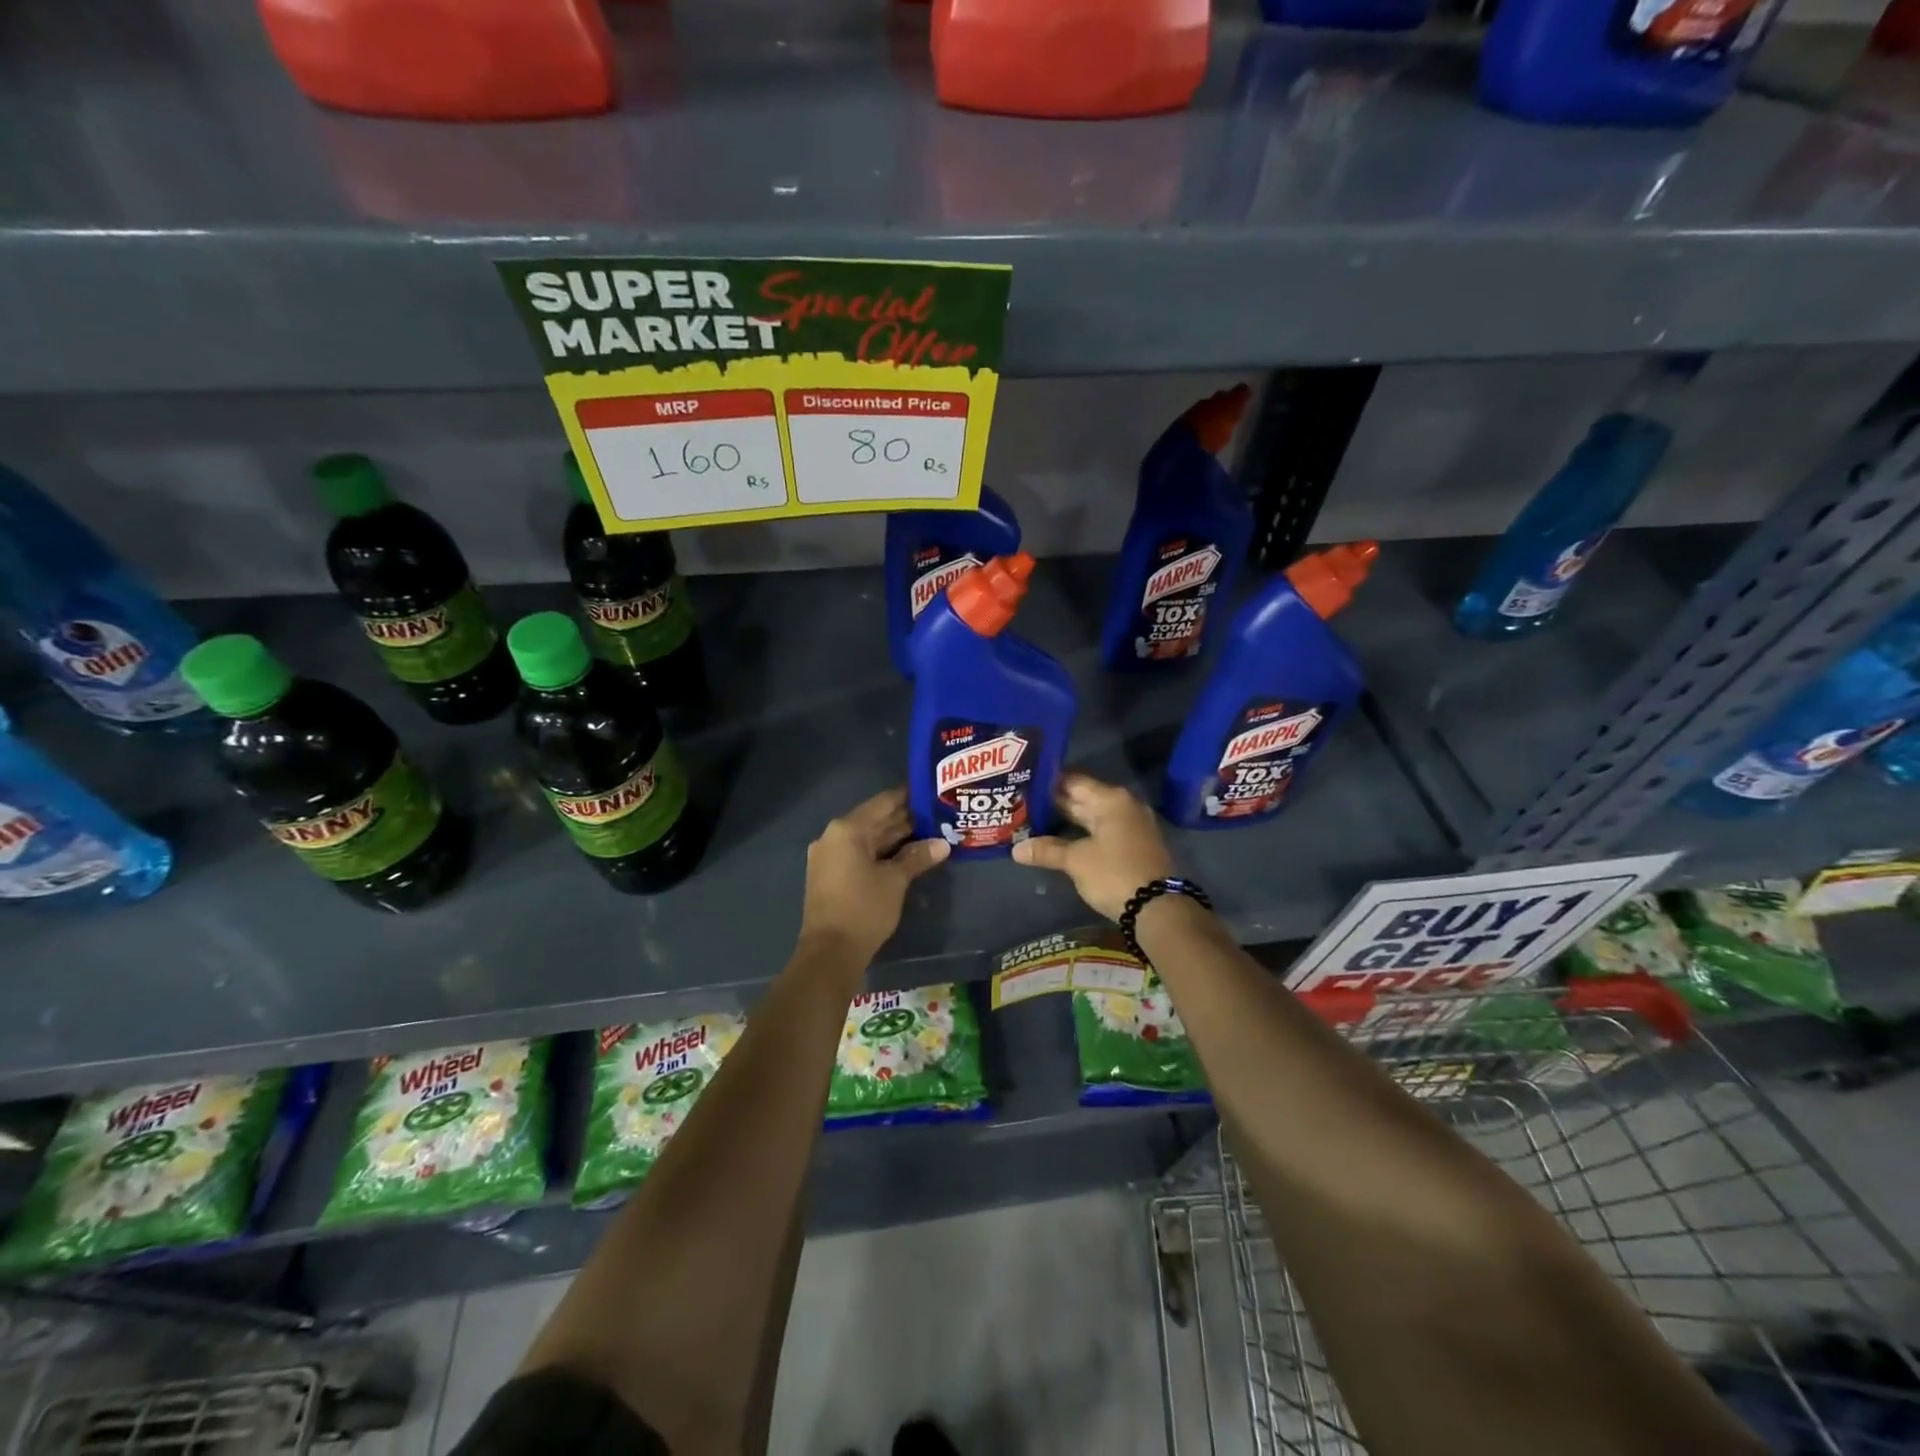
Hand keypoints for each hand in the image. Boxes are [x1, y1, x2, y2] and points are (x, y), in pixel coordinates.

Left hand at [798, 787, 949, 964]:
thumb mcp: (895, 881)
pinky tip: (907, 858)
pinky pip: (860, 855)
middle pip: (875, 820)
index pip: (884, 802)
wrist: (829, 953)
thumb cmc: (863, 909)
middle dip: (906, 820)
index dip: (909, 797)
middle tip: (938, 816)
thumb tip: (942, 843)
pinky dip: (882, 854)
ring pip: (868, 839)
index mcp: (847, 829)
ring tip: (930, 835)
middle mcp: (834, 836)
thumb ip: (917, 857)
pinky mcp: (830, 876)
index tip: (932, 794)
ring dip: (896, 839)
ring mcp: (829, 857)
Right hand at [1012, 772, 1174, 922]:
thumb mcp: (1076, 861)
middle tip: (1023, 803)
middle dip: (1055, 802)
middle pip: (1084, 798)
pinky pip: (1102, 831)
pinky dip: (1082, 833)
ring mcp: (1132, 826)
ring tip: (1035, 820)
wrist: (1158, 909)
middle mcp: (1124, 806)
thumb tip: (1016, 849)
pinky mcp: (1134, 845)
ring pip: (1093, 816)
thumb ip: (1047, 850)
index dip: (1048, 782)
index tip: (1024, 784)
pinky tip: (1061, 839)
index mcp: (1111, 800)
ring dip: (1067, 820)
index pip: (1074, 781)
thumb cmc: (1114, 874)